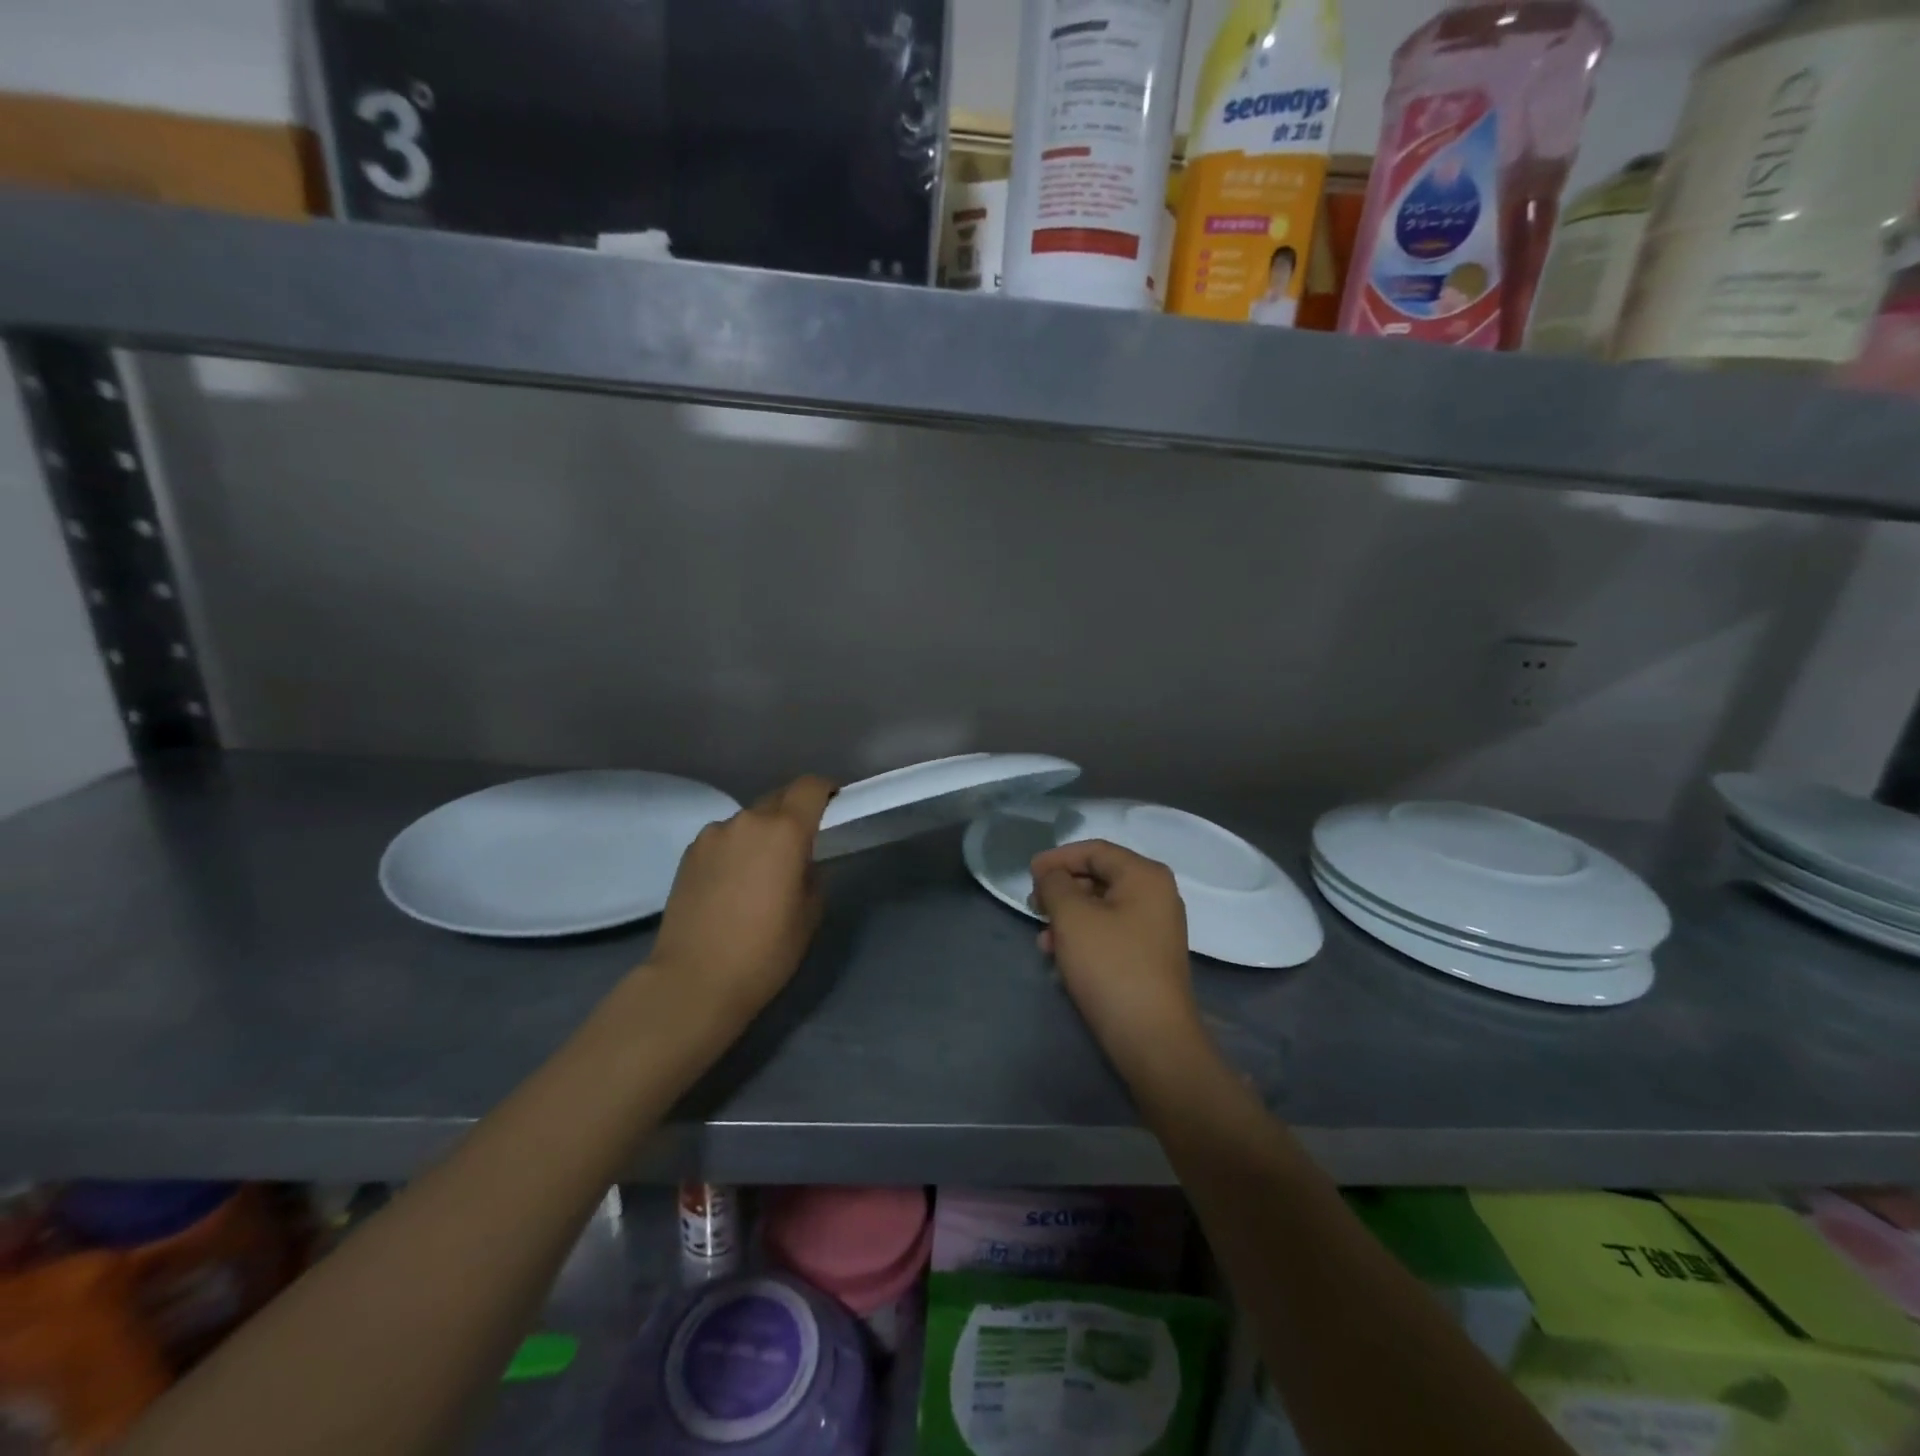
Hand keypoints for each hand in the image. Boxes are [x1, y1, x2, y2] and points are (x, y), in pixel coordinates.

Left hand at [649, 776, 835, 1025]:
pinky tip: (732, 885)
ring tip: (761, 873)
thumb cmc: (765, 950)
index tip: (834, 805)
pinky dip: (736, 850)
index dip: (826, 790)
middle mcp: (747, 821)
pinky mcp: (689, 854)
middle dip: (794, 814)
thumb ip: (811, 873)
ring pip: (748, 821)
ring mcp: (713, 835)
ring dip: (762, 834)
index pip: (810, 787)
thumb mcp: (810, 914)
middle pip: (778, 799)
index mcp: (784, 831)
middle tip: (801, 847)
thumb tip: (799, 863)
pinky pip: (724, 839)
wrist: (694, 980)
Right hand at [1030, 840, 1200, 1073]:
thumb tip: (1051, 875)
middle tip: (1033, 905)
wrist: (1152, 1038)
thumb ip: (1055, 885)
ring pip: (1102, 907)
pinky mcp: (1149, 956)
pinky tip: (1060, 956)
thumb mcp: (1072, 917)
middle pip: (1100, 876)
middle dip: (1062, 889)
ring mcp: (1156, 927)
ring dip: (1068, 916)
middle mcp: (1156, 895)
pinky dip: (1083, 936)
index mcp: (1145, 876)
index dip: (1058, 858)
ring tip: (1043, 938)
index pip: (1095, 850)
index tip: (1029, 874)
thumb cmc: (1110, 966)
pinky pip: (1110, 931)